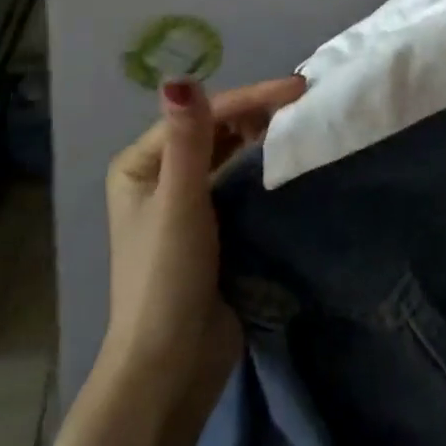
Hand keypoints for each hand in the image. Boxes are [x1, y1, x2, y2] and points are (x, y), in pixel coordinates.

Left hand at [101, 74, 305, 408]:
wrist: (171, 368)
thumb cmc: (167, 279)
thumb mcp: (180, 204)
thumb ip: (188, 141)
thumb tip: (179, 77)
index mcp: (140, 164)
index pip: (201, 116)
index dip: (249, 98)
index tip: (298, 88)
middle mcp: (159, 175)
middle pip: (213, 129)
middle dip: (256, 112)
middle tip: (305, 101)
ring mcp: (185, 201)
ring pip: (227, 152)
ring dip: (260, 135)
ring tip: (303, 120)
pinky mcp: (211, 226)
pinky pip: (237, 180)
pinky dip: (261, 165)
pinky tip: (288, 156)